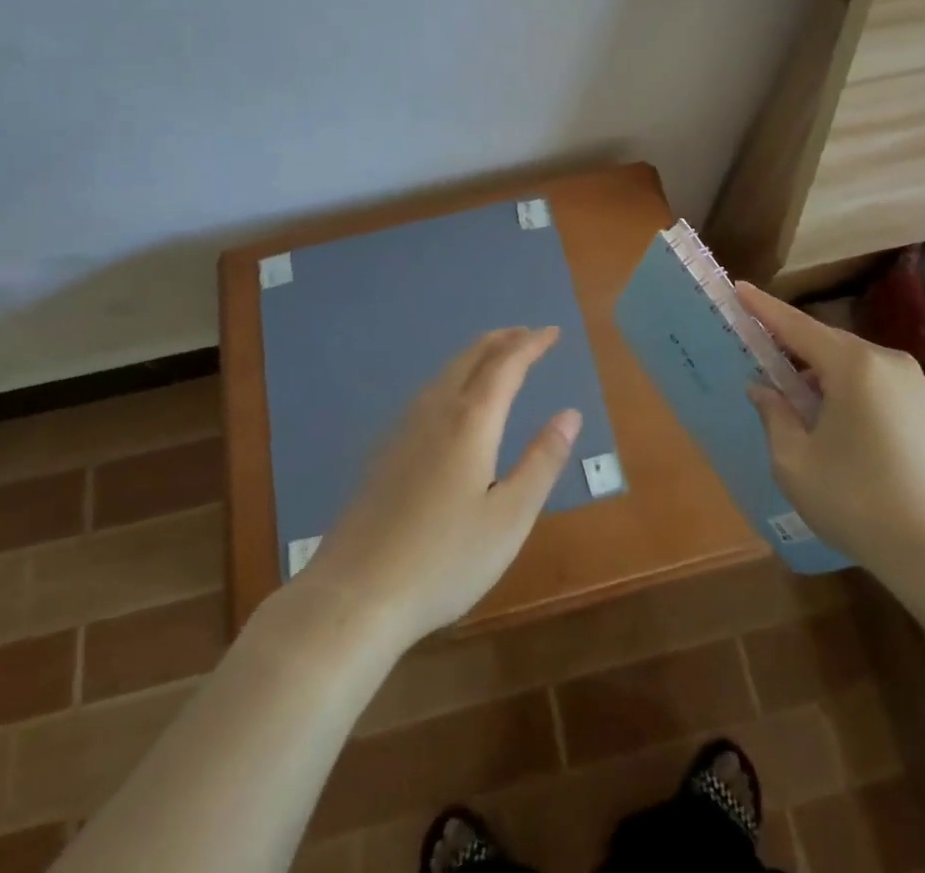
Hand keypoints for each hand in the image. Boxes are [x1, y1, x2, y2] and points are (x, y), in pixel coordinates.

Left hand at [302, 326, 581, 644]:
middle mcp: (435, 411)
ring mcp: (403, 428)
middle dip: (502, 340)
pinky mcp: (384, 450)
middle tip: (527, 334)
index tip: (553, 332)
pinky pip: (428, 392)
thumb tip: (569, 414)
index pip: (506, 365)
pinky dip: (453, 376)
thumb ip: (542, 462)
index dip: (532, 344)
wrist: (355, 593)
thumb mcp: (510, 518)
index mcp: (471, 422)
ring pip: (445, 372)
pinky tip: (452, 399)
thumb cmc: (444, 560)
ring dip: (476, 355)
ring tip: (496, 357)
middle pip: (471, 357)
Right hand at [737, 283, 924, 590]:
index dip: (764, 308)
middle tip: (768, 365)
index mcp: (854, 366)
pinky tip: (848, 430)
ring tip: (807, 410)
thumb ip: (774, 415)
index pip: (797, 327)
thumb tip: (763, 388)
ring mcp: (920, 385)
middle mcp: (890, 362)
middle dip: (796, 351)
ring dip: (827, 377)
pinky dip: (856, 394)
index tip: (739, 288)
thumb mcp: (795, 463)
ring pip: (858, 367)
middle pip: (830, 344)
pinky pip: (883, 386)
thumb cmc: (857, 503)